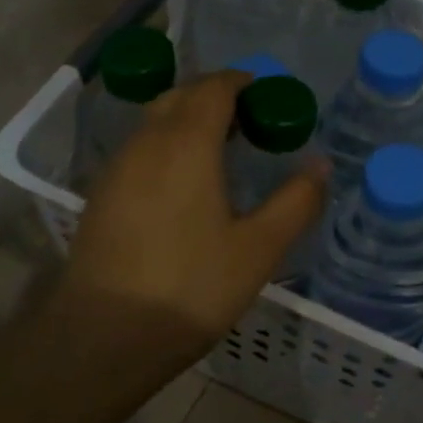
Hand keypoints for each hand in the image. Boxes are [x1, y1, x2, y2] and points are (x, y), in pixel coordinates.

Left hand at [55, 70, 327, 385]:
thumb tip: (321, 165)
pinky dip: (168, 145)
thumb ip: (296, 201)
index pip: (215, 87)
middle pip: (181, 96)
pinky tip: (185, 185)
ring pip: (156, 121)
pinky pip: (141, 149)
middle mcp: (147, 143)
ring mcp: (117, 169)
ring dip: (190, 120)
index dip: (244, 84)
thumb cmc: (190, 288)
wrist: (102, 339)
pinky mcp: (101, 196)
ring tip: (223, 151)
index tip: (271, 100)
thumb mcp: (259, 249)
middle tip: (252, 122)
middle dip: (217, 96)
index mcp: (187, 144)